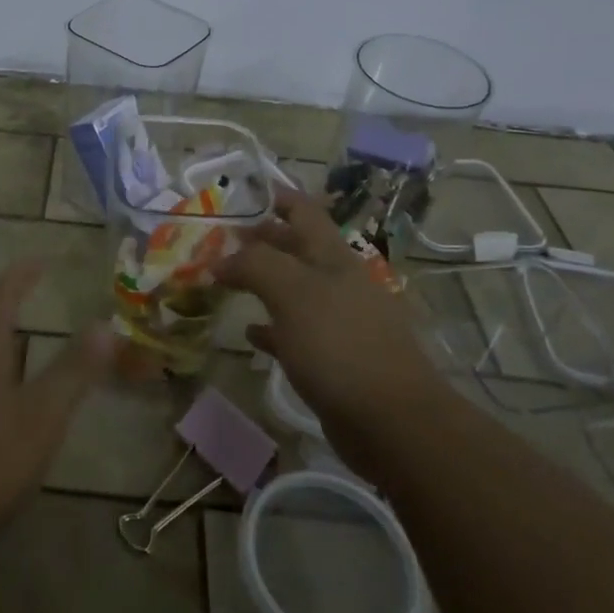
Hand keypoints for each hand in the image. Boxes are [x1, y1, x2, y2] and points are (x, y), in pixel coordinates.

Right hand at [218, 187, 447, 475]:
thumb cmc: (340, 345)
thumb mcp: (293, 293)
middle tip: (221, 238)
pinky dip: (270, 328)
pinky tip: (249, 333)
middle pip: (295, 248)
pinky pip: (294, 333)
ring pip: (293, 289)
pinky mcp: (333, 359)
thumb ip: (255, 265)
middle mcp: (337, 282)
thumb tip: (221, 259)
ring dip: (262, 282)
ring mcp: (338, 321)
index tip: (242, 192)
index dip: (276, 196)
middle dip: (261, 238)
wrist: (392, 420)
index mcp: (332, 257)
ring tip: (225, 280)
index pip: (303, 210)